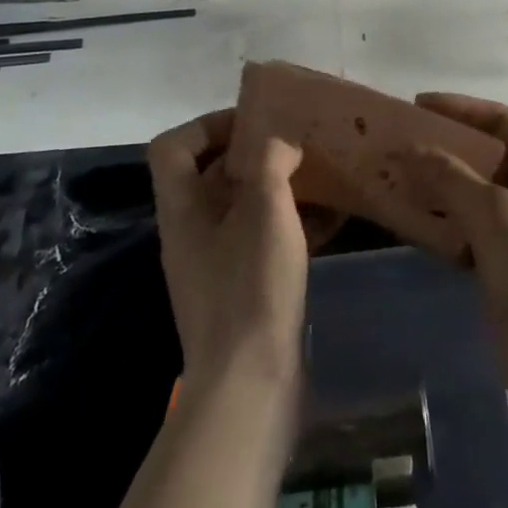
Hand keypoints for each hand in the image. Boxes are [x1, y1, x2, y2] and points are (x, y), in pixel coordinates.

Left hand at [147, 110, 308, 394]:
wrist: (249, 386)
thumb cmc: (250, 285)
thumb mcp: (264, 208)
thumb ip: (270, 160)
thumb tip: (281, 143)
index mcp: (183, 208)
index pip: (174, 147)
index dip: (207, 124)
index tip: (252, 121)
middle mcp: (192, 231)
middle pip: (212, 173)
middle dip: (254, 151)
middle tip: (295, 139)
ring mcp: (216, 263)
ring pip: (243, 206)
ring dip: (278, 185)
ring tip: (319, 171)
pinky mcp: (243, 288)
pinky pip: (264, 238)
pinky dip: (292, 220)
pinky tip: (333, 216)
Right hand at [397, 93, 507, 428]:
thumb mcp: (494, 213)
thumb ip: (449, 177)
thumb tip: (408, 149)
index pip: (500, 120)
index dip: (459, 109)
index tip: (416, 106)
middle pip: (484, 157)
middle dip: (442, 150)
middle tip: (397, 146)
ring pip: (472, 197)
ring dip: (437, 190)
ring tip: (393, 180)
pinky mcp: (506, 269)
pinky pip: (468, 234)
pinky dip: (441, 226)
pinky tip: (410, 225)